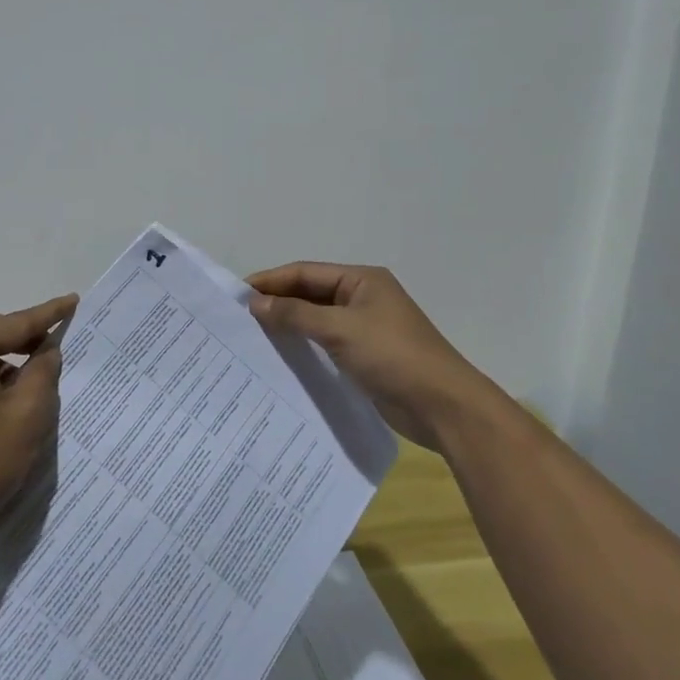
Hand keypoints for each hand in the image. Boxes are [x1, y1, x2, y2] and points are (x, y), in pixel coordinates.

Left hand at [0, 293, 78, 558]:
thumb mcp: (26, 416)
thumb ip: (43, 374)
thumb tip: (47, 351)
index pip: (13, 324)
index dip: (47, 314)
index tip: (74, 301)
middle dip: (28, 339)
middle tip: (63, 340)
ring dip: (12, 366)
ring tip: (44, 376)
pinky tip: (15, 403)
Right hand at [246, 262, 488, 450]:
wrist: (442, 406)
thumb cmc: (392, 356)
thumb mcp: (340, 329)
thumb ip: (295, 315)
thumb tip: (255, 303)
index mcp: (362, 280)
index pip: (305, 272)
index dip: (271, 281)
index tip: (237, 296)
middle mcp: (362, 298)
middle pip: (310, 294)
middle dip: (277, 303)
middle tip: (239, 318)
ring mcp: (364, 329)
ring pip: (316, 320)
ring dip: (288, 326)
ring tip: (252, 338)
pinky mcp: (365, 357)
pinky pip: (325, 344)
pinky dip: (303, 347)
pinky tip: (280, 358)